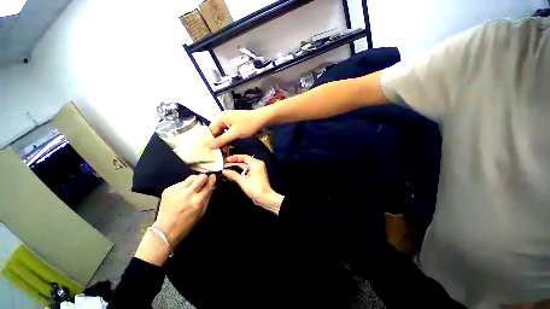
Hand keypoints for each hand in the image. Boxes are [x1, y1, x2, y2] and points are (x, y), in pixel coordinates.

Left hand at [135, 174, 215, 265]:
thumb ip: (208, 197)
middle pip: (201, 177)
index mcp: (198, 200)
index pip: (209, 184)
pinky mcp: (168, 190)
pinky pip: (181, 182)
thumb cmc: (187, 223)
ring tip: (193, 186)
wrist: (165, 230)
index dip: (213, 179)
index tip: (214, 176)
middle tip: (204, 180)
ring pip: (191, 177)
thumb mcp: (202, 211)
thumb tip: (213, 185)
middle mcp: (188, 193)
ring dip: (195, 180)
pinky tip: (183, 192)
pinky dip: (185, 185)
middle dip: (204, 177)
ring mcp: (177, 190)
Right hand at [209, 110, 268, 148]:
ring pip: (223, 133)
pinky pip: (228, 132)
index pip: (210, 131)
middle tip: (220, 153)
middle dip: (218, 142)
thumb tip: (210, 146)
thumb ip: (222, 140)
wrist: (262, 119)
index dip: (211, 142)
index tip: (212, 152)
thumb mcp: (234, 133)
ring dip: (224, 141)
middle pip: (216, 132)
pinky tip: (229, 145)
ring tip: (224, 151)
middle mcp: (222, 118)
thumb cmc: (248, 125)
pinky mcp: (235, 123)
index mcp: (220, 118)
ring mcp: (229, 120)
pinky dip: (229, 138)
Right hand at [222, 155, 283, 213]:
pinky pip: (247, 172)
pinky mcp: (256, 176)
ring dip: (237, 168)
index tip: (227, 159)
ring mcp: (257, 171)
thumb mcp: (242, 181)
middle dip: (235, 163)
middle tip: (225, 165)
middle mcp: (257, 165)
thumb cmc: (256, 188)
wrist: (265, 197)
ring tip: (227, 170)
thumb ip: (233, 174)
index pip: (244, 157)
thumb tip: (225, 171)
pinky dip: (240, 173)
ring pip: (245, 167)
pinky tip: (233, 175)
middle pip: (244, 162)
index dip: (235, 157)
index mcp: (256, 163)